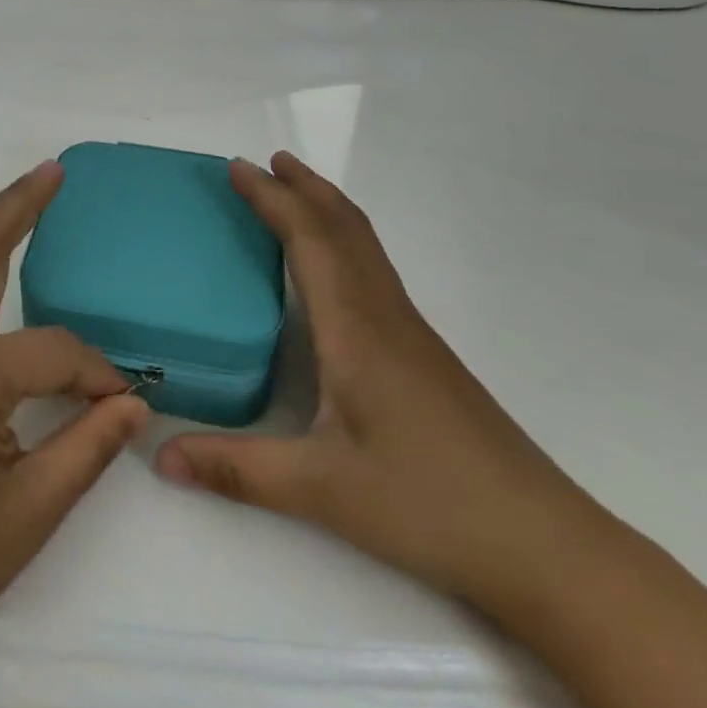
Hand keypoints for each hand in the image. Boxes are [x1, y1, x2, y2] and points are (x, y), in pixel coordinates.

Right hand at [157, 153, 608, 615]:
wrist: (545, 545)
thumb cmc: (429, 505)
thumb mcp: (322, 490)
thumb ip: (237, 469)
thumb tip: (161, 456)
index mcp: (355, 328)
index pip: (309, 239)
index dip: (272, 198)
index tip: (238, 166)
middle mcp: (384, 315)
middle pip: (344, 227)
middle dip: (304, 186)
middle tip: (266, 162)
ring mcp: (411, 334)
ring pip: (366, 247)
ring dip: (327, 209)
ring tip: (296, 194)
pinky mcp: (424, 357)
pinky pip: (374, 271)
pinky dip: (345, 242)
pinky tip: (334, 271)